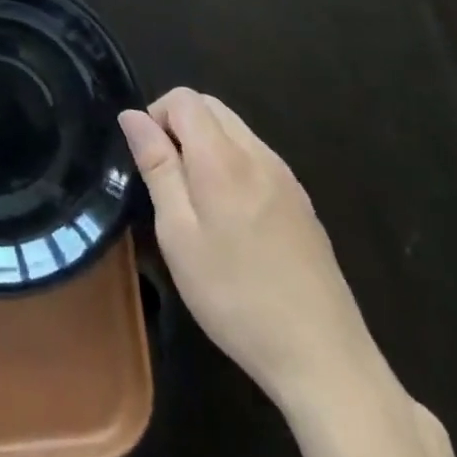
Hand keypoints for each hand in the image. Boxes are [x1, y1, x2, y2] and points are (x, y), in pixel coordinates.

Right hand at [120, 88, 378, 406]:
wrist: (323, 358)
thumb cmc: (235, 296)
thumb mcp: (178, 234)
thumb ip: (156, 166)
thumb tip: (132, 116)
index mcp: (223, 157)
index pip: (183, 98)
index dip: (155, 114)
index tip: (147, 159)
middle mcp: (258, 153)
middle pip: (211, 106)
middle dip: (179, 124)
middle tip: (166, 178)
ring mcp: (285, 176)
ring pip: (235, 129)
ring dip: (205, 142)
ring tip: (195, 200)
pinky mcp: (301, 201)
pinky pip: (256, 156)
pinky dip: (231, 162)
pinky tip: (231, 217)